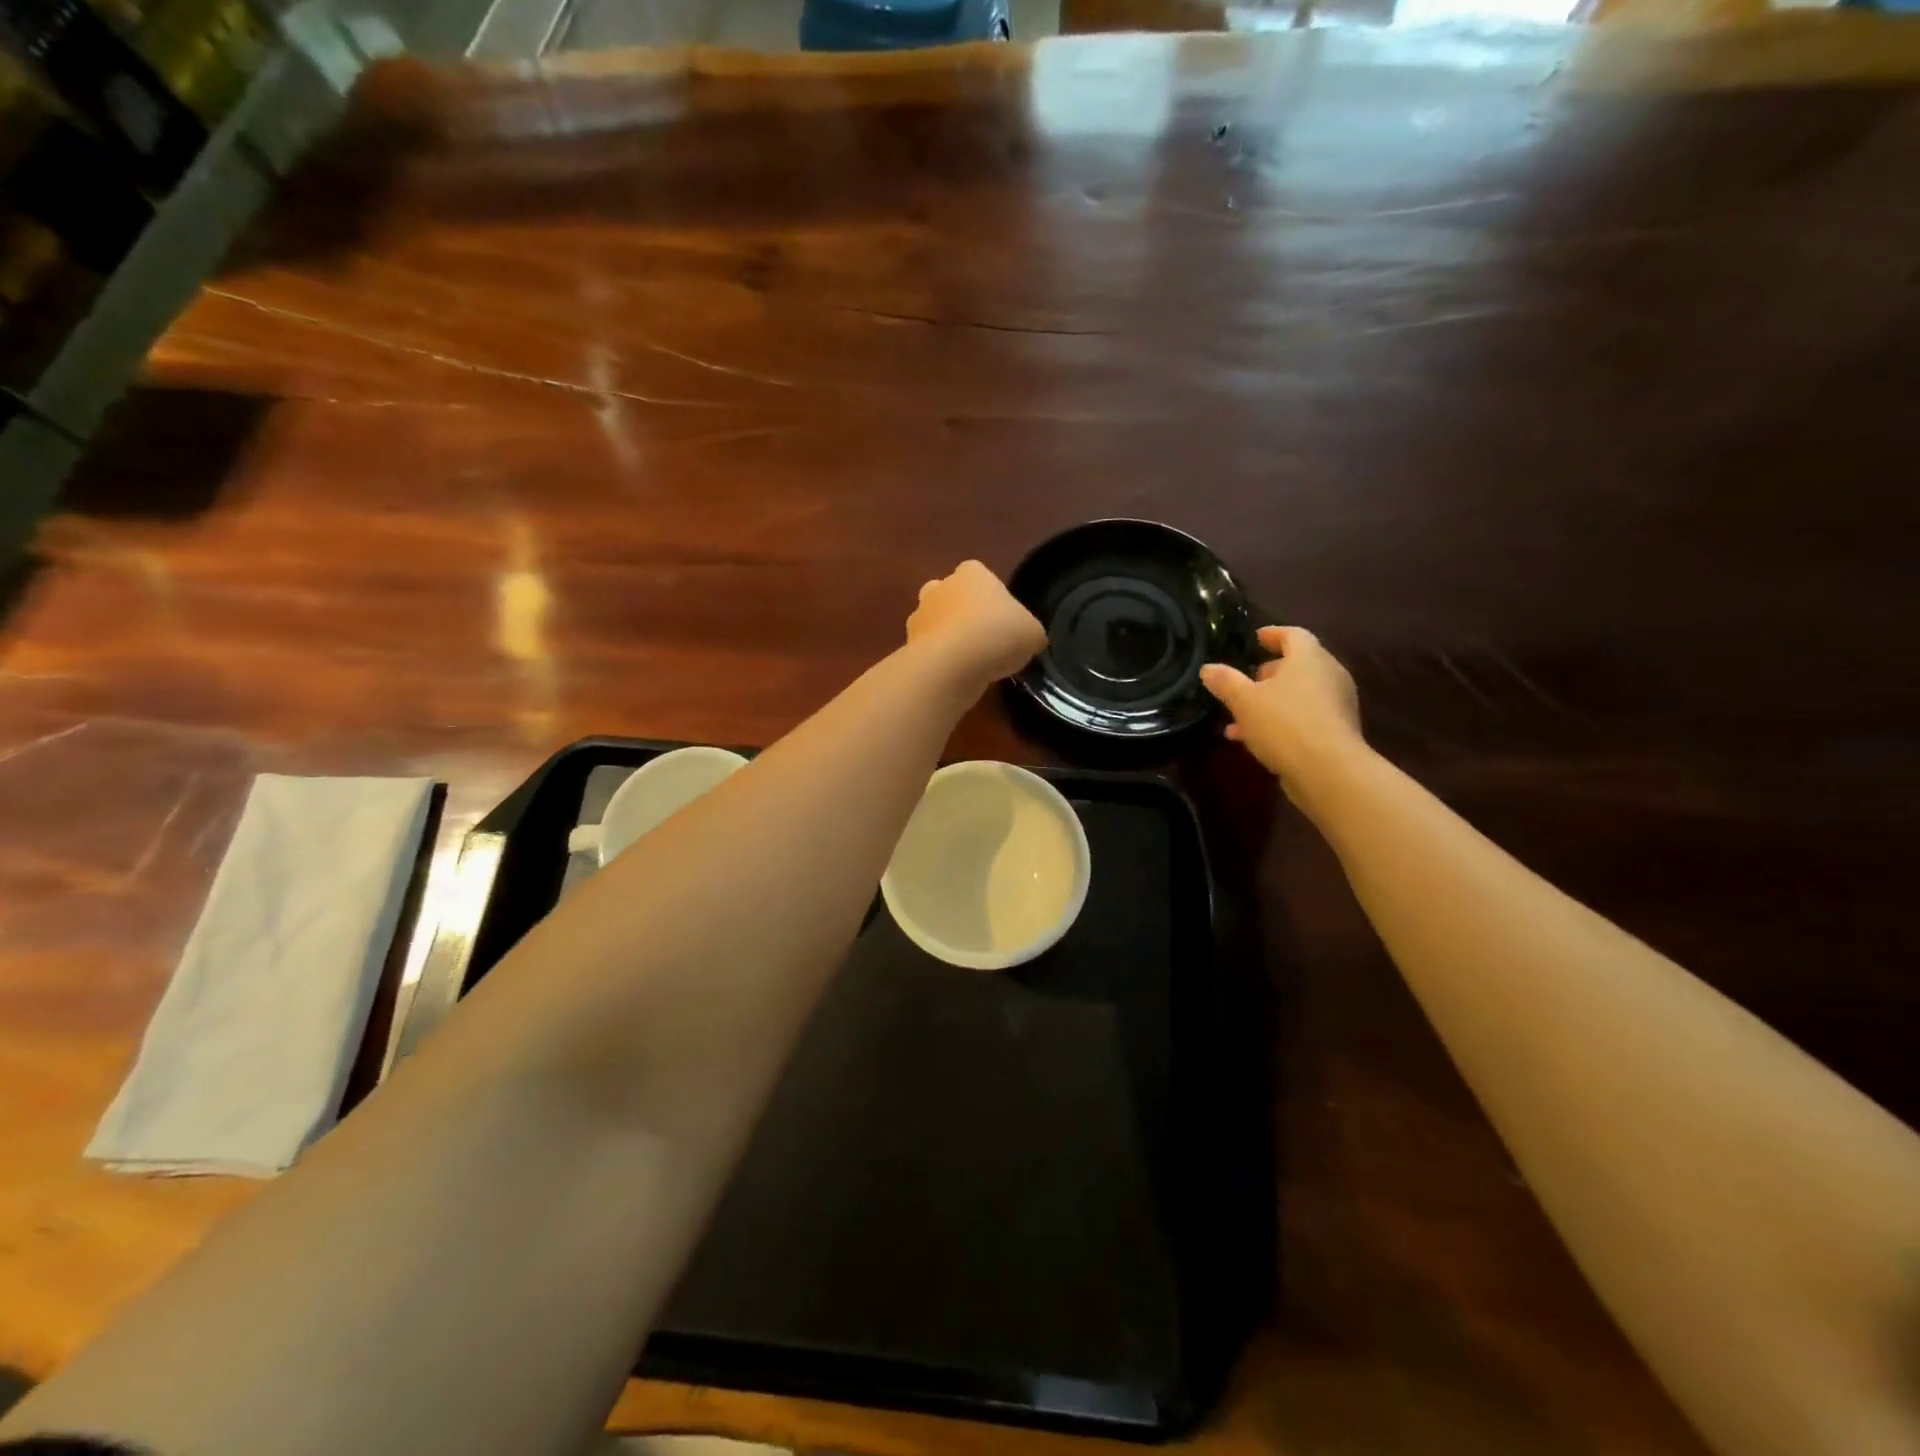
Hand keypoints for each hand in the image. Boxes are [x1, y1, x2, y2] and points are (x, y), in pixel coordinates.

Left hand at [906, 561, 1046, 688]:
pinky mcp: (908, 645)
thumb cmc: (998, 634)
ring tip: (967, 663)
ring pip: (934, 622)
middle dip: (960, 612)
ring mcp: (919, 616)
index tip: (1001, 619)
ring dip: (946, 637)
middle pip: (949, 594)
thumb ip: (1029, 632)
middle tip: (982, 638)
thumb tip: (1029, 640)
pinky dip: (937, 661)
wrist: (953, 664)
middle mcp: (940, 587)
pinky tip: (953, 676)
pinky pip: (926, 650)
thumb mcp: (1033, 633)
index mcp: (972, 573)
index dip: (990, 596)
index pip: (979, 574)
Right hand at [1200, 627, 1364, 795]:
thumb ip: (1226, 682)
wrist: (1328, 770)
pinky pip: (1304, 717)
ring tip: (1240, 716)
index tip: (1256, 638)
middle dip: (1270, 672)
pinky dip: (1281, 721)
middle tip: (1246, 679)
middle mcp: (1329, 675)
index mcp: (1309, 658)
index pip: (1293, 635)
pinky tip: (1254, 739)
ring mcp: (1336, 705)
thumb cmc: (1284, 723)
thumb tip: (1208, 668)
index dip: (1273, 634)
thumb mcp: (1244, 701)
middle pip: (1299, 665)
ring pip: (1299, 694)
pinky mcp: (1336, 732)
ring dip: (1271, 701)